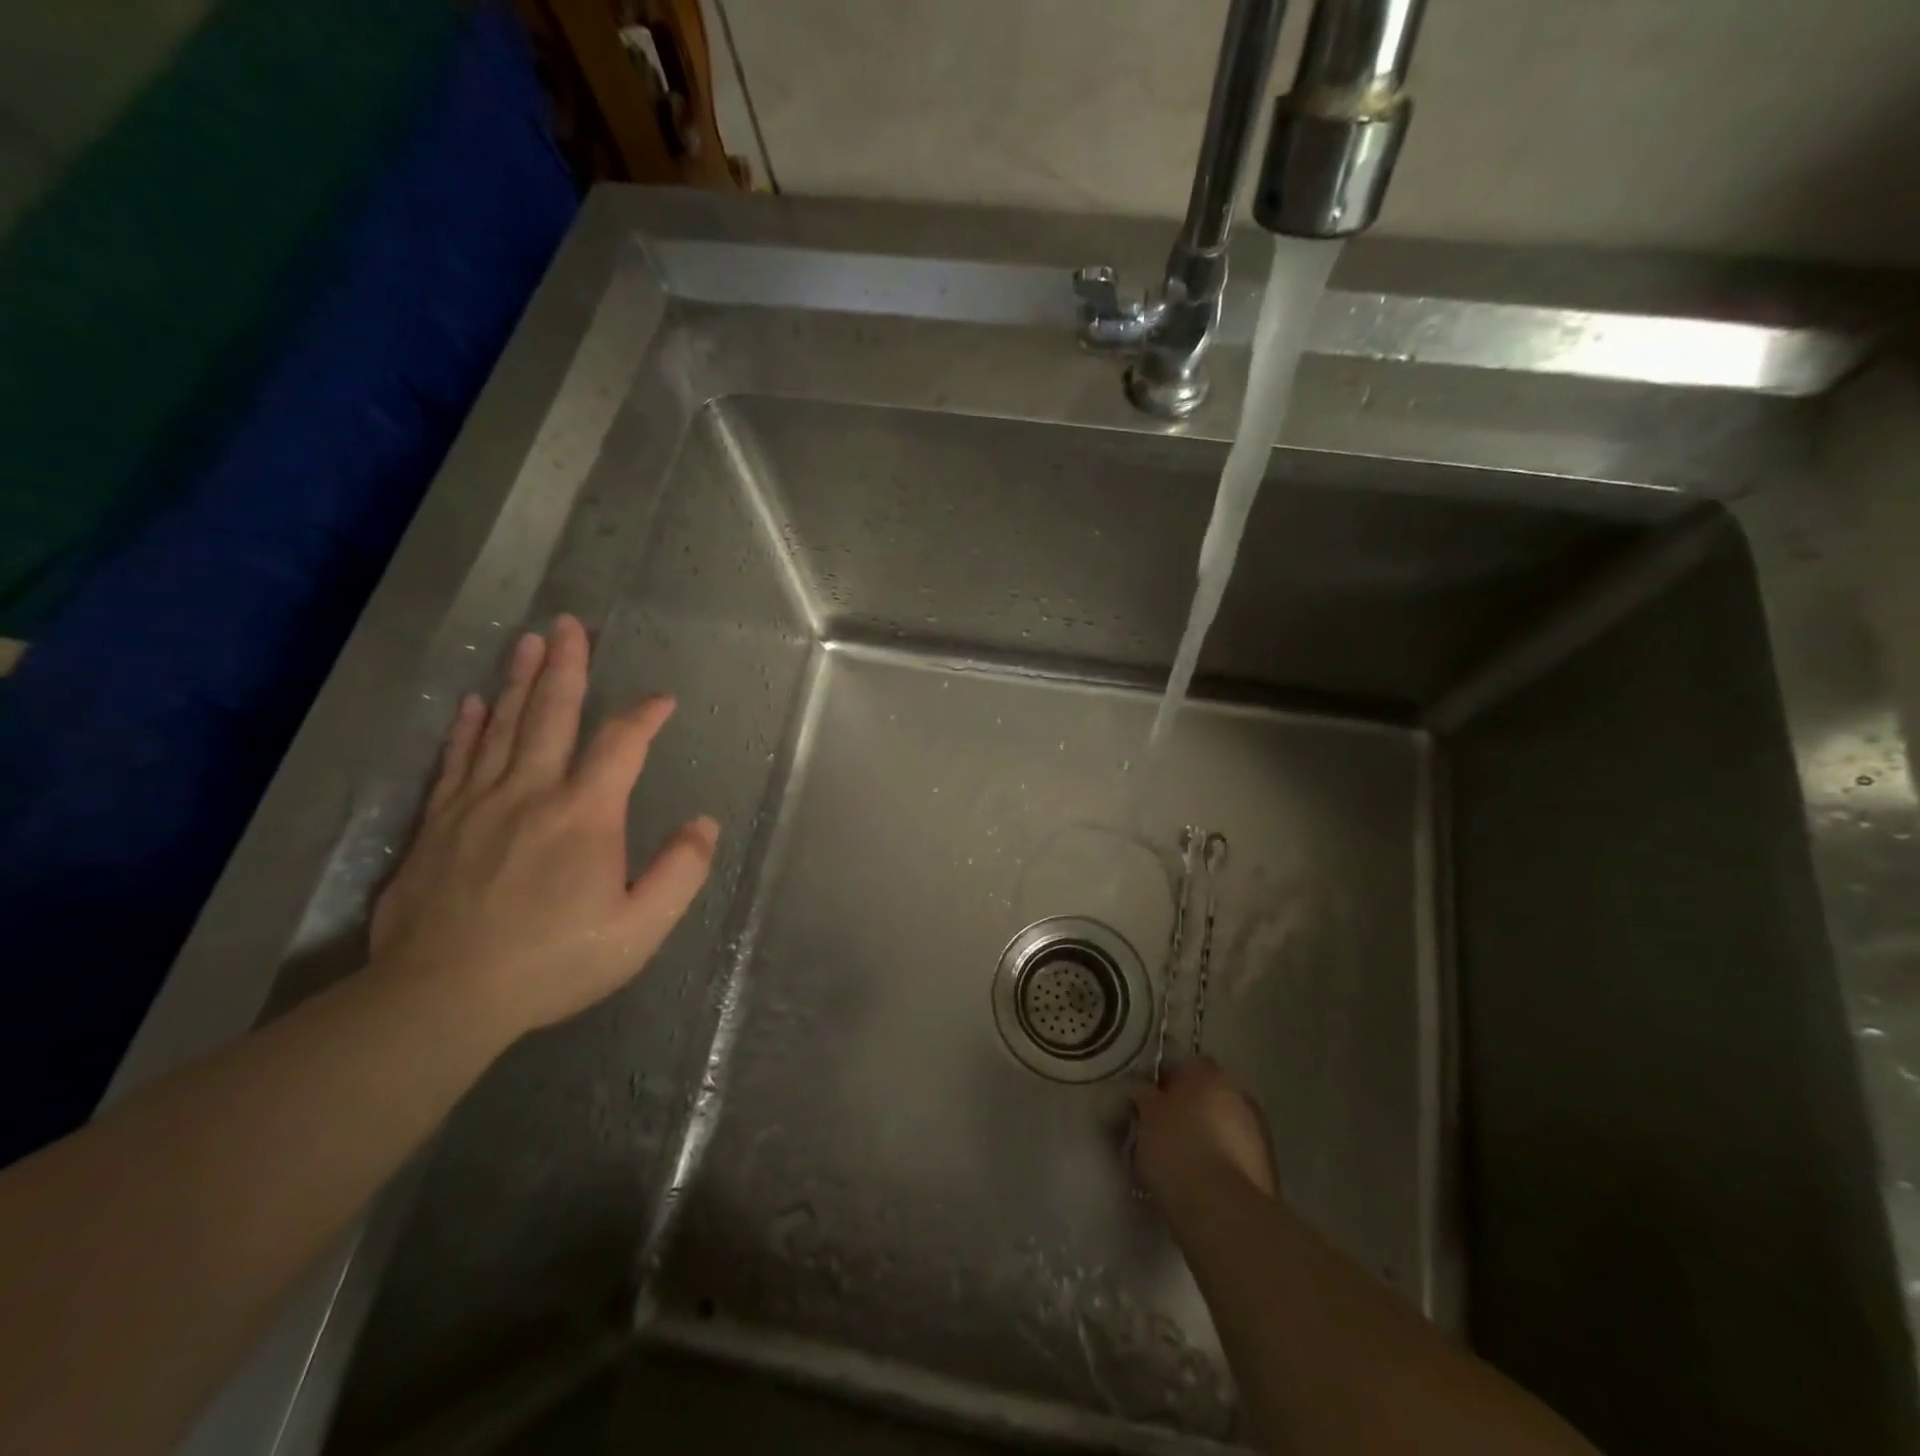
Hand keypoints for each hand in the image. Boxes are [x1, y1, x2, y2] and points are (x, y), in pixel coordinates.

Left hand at [371, 615, 717, 1044]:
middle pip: (551, 714)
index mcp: (584, 814)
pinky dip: (468, 728)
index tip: (663, 700)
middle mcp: (531, 792)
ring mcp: (477, 804)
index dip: (644, 716)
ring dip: (519, 681)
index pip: (620, 745)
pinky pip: (456, 761)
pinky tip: (474, 703)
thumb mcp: (640, 928)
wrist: (441, 998)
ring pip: (502, 727)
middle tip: (569, 624)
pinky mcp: (437, 824)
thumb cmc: (554, 963)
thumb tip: (704, 823)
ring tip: (528, 642)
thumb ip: (680, 871)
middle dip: (566, 666)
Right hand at [1132, 1058, 1277, 1204]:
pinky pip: (1237, 1153)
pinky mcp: (1268, 1167)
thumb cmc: (1178, 1151)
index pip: (1185, 1064)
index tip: (1150, 1102)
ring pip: (1226, 1123)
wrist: (1225, 1211)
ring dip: (1210, 1134)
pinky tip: (1204, 1181)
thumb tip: (1149, 1092)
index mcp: (1208, 1074)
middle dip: (1192, 1107)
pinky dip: (1224, 1160)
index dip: (1166, 1081)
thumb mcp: (1147, 1118)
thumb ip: (1147, 1097)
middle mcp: (1239, 1093)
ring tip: (1185, 1161)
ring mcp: (1259, 1130)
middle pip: (1210, 1093)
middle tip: (1166, 1130)